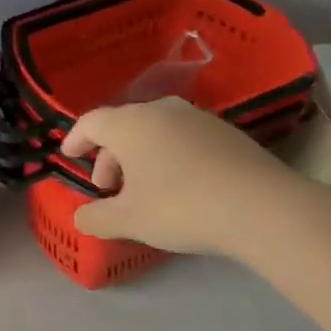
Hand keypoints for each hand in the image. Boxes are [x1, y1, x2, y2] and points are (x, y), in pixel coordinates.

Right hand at [59, 97, 299, 256]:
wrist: (262, 208)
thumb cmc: (181, 207)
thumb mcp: (129, 220)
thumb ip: (96, 218)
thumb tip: (81, 217)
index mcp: (131, 124)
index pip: (91, 122)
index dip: (75, 139)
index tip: (68, 155)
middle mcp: (162, 111)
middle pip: (123, 126)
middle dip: (109, 156)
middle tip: (108, 188)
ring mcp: (198, 118)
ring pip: (155, 131)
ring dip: (140, 156)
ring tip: (143, 190)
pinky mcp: (226, 133)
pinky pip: (182, 138)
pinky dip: (168, 156)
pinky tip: (179, 186)